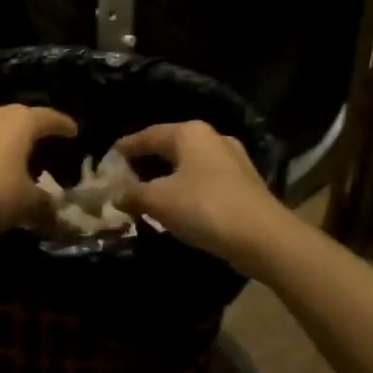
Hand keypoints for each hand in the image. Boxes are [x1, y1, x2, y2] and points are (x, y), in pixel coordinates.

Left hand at [0, 102, 77, 246]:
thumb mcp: (27, 204)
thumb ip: (46, 205)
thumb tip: (57, 216)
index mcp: (18, 120)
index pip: (47, 118)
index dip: (62, 125)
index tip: (73, 131)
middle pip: (17, 118)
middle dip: (30, 131)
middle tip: (42, 144)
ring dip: (3, 140)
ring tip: (12, 157)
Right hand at [116, 121, 292, 276]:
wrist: (265, 239)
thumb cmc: (205, 208)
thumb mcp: (158, 200)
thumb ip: (133, 194)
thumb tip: (116, 195)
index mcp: (189, 132)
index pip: (147, 135)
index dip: (125, 148)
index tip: (107, 159)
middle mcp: (212, 138)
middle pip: (170, 147)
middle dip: (147, 162)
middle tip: (125, 176)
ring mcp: (233, 160)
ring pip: (189, 165)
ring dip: (168, 177)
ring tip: (148, 192)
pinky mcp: (245, 184)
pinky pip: (205, 181)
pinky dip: (187, 189)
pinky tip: (179, 205)